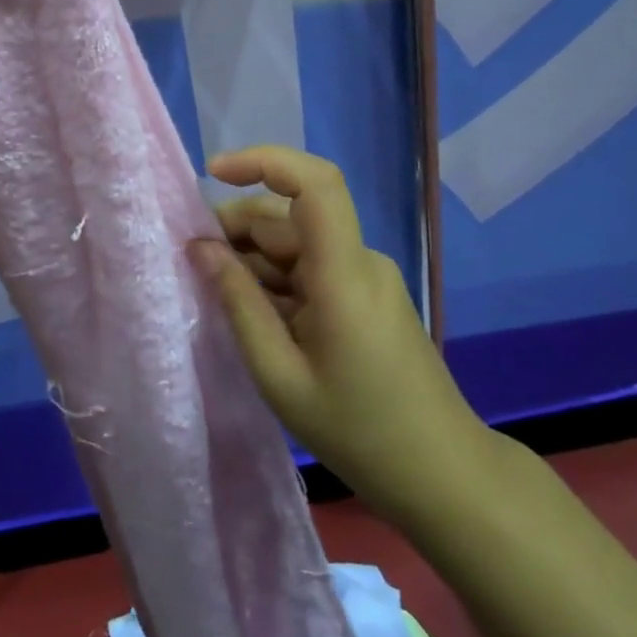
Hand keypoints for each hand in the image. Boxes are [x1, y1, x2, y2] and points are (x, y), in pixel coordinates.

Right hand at [190, 145, 493, 533]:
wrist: (442, 475)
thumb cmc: (358, 431)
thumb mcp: (280, 374)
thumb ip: (238, 302)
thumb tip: (200, 248)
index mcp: (344, 274)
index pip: (315, 183)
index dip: (264, 161)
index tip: (214, 172)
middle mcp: (359, 261)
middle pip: (291, 215)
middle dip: (237, 226)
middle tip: (194, 260)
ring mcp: (366, 277)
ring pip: (297, 241)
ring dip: (252, 255)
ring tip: (216, 291)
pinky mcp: (366, 295)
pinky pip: (311, 267)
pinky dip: (275, 277)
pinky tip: (252, 310)